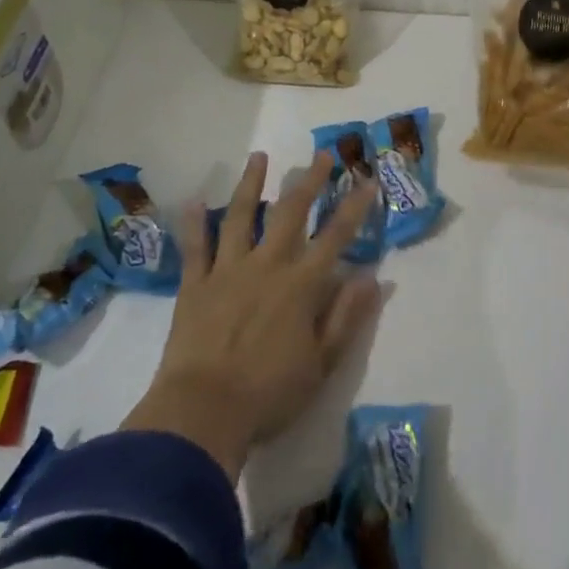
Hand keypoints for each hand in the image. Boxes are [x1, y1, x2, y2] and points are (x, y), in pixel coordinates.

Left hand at [122, 151, 382, 480]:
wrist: (201, 413)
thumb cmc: (269, 394)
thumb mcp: (322, 364)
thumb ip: (347, 317)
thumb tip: (373, 277)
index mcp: (301, 285)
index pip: (336, 236)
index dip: (354, 207)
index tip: (368, 179)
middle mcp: (267, 265)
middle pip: (291, 213)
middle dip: (309, 181)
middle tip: (321, 154)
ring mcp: (227, 271)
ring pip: (241, 217)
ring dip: (252, 184)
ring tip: (259, 156)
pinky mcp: (195, 285)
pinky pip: (195, 247)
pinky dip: (194, 223)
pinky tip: (195, 200)